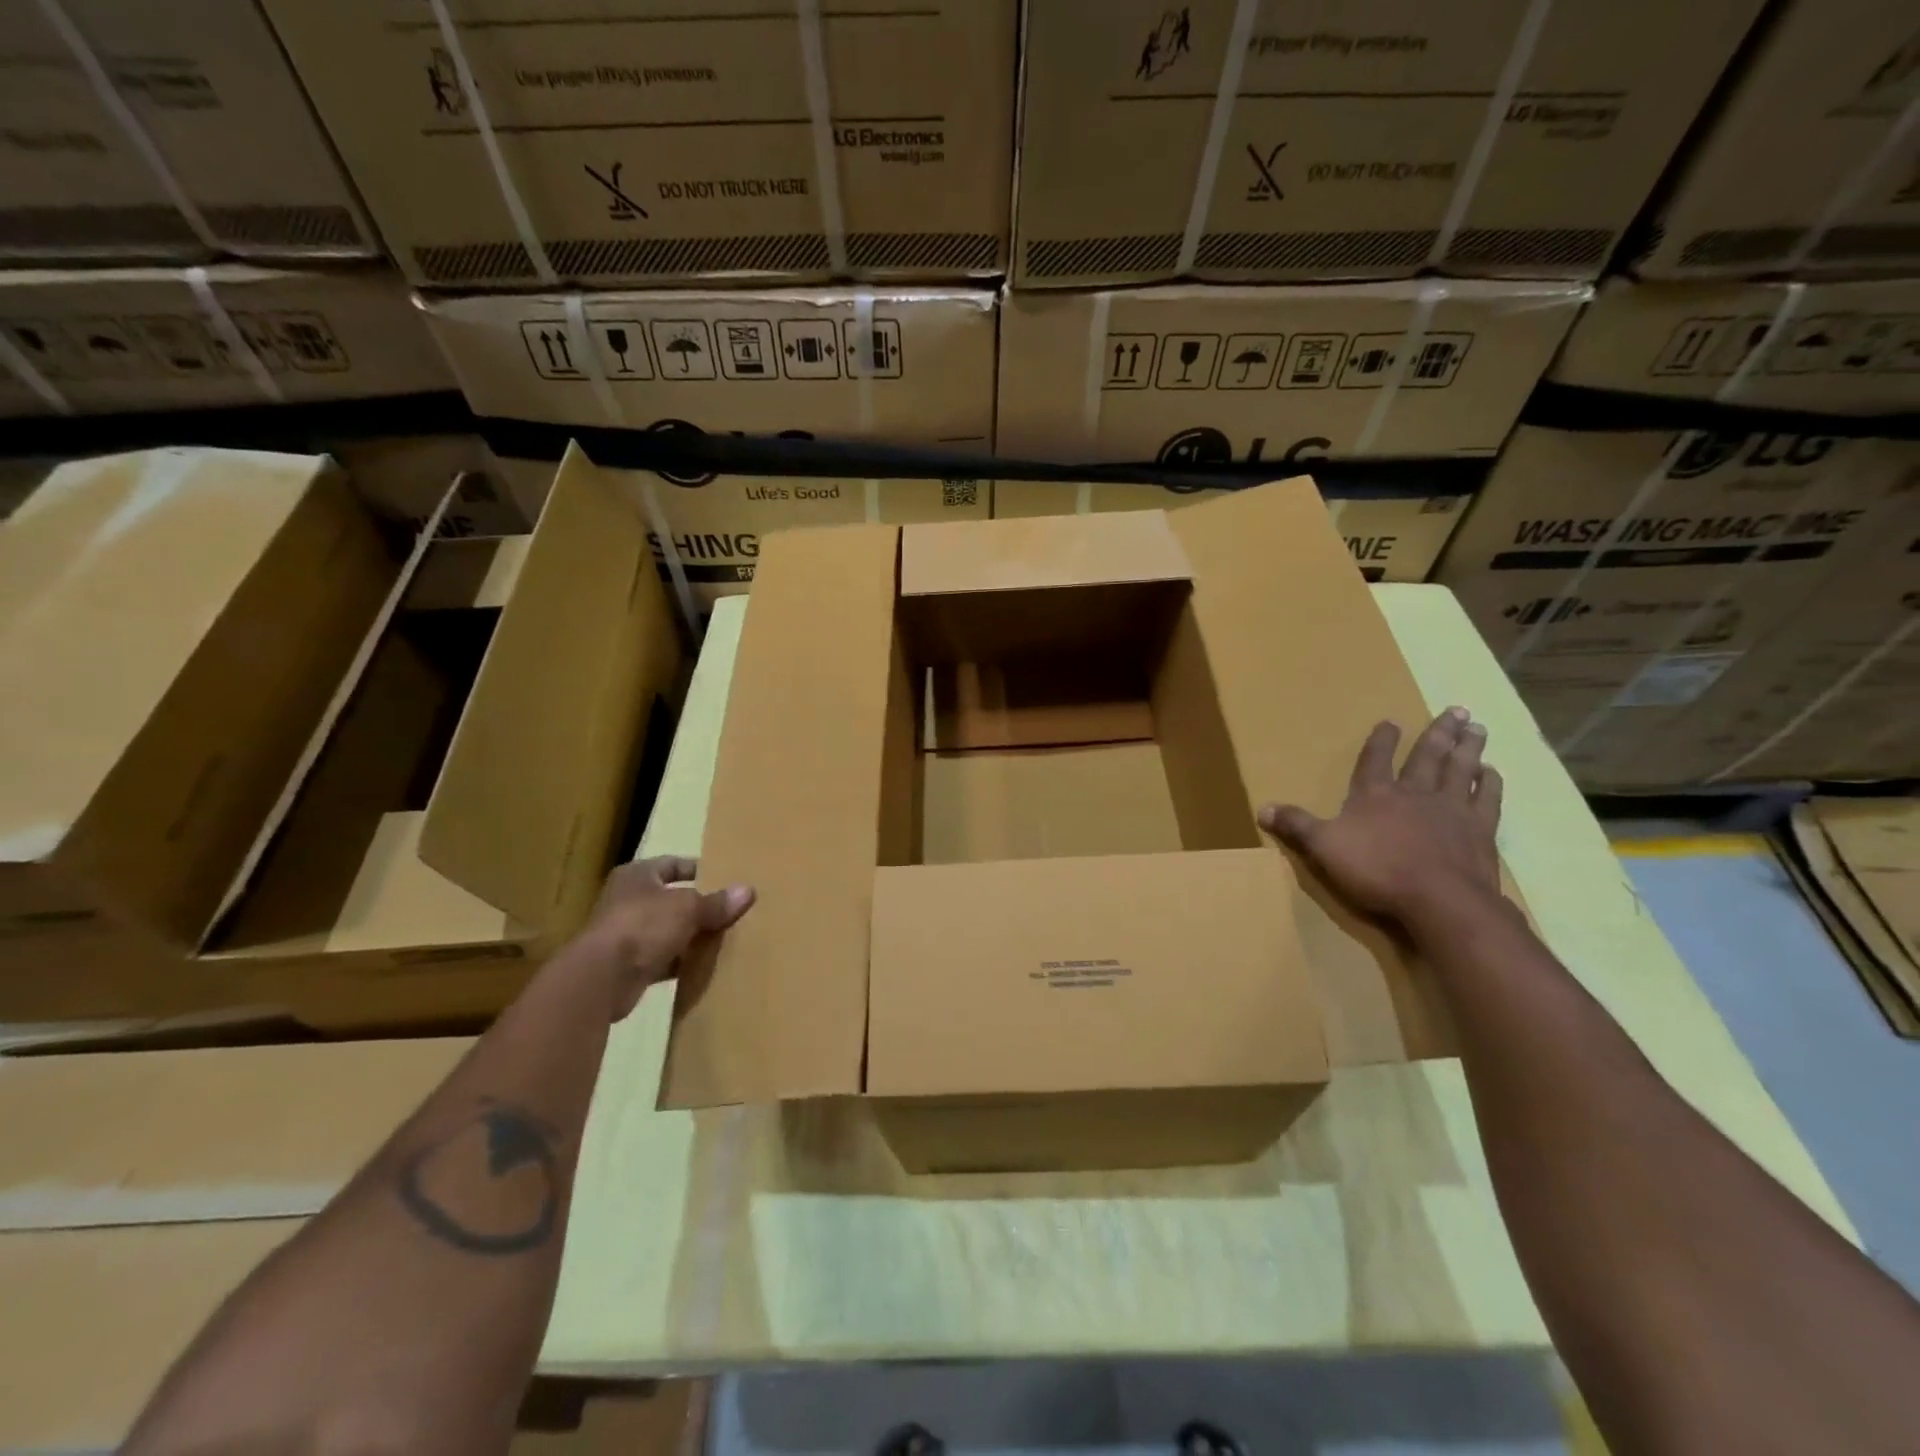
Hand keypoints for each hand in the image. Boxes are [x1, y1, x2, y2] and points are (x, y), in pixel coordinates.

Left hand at [578, 857, 753, 1017]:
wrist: (602, 978)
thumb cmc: (643, 925)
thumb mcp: (688, 908)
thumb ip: (717, 902)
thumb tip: (748, 891)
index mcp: (637, 876)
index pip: (672, 864)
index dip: (697, 869)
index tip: (724, 878)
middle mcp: (628, 901)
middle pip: (671, 899)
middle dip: (699, 906)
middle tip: (730, 910)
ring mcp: (626, 935)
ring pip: (668, 931)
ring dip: (691, 936)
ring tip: (725, 938)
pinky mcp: (628, 966)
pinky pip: (662, 959)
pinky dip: (681, 962)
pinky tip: (706, 966)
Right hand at [1258, 707, 1502, 923]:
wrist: (1439, 899)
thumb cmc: (1376, 870)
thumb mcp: (1323, 847)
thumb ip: (1296, 826)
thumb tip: (1261, 808)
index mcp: (1375, 795)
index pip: (1376, 760)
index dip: (1382, 741)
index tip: (1391, 722)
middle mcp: (1415, 794)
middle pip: (1427, 757)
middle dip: (1438, 733)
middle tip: (1456, 709)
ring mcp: (1452, 810)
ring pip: (1461, 770)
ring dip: (1468, 748)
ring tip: (1477, 727)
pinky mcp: (1480, 831)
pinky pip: (1488, 800)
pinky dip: (1490, 784)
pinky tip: (1493, 772)